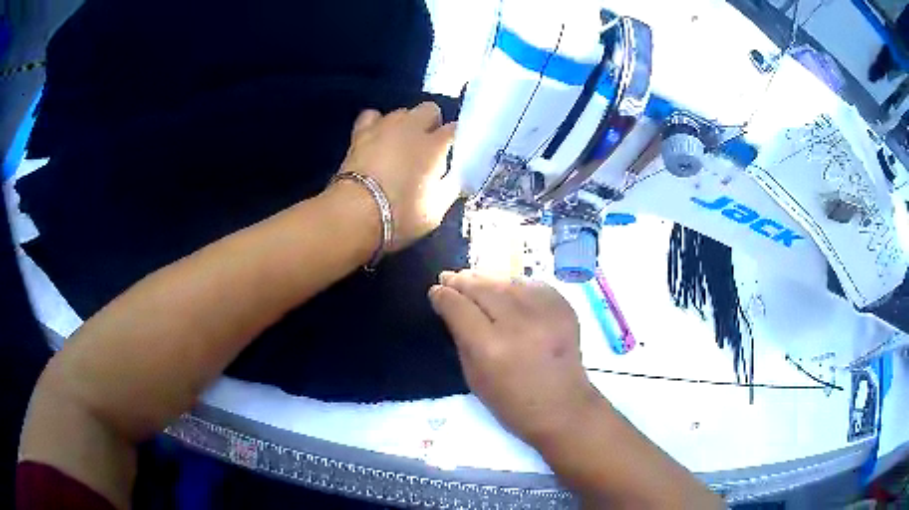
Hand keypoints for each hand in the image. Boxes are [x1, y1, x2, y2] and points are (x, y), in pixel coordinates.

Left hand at [335, 102, 459, 251]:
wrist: (355, 214)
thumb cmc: (400, 215)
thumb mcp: (436, 210)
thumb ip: (450, 188)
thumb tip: (456, 178)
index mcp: (435, 145)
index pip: (455, 130)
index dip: (456, 140)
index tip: (454, 154)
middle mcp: (412, 127)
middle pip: (430, 109)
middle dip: (432, 123)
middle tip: (428, 147)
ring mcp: (385, 126)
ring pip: (402, 111)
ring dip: (406, 124)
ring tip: (401, 144)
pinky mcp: (361, 132)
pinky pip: (372, 116)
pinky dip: (377, 124)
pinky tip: (377, 137)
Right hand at [428, 270, 603, 445]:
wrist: (563, 407)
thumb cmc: (512, 402)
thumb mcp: (474, 377)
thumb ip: (462, 338)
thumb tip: (451, 306)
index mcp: (491, 348)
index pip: (459, 308)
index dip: (443, 296)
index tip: (435, 291)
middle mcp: (518, 324)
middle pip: (483, 288)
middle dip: (462, 281)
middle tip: (449, 276)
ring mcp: (545, 312)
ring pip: (507, 281)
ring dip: (487, 279)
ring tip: (473, 278)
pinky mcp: (563, 307)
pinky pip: (532, 285)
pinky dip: (515, 285)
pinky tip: (505, 289)